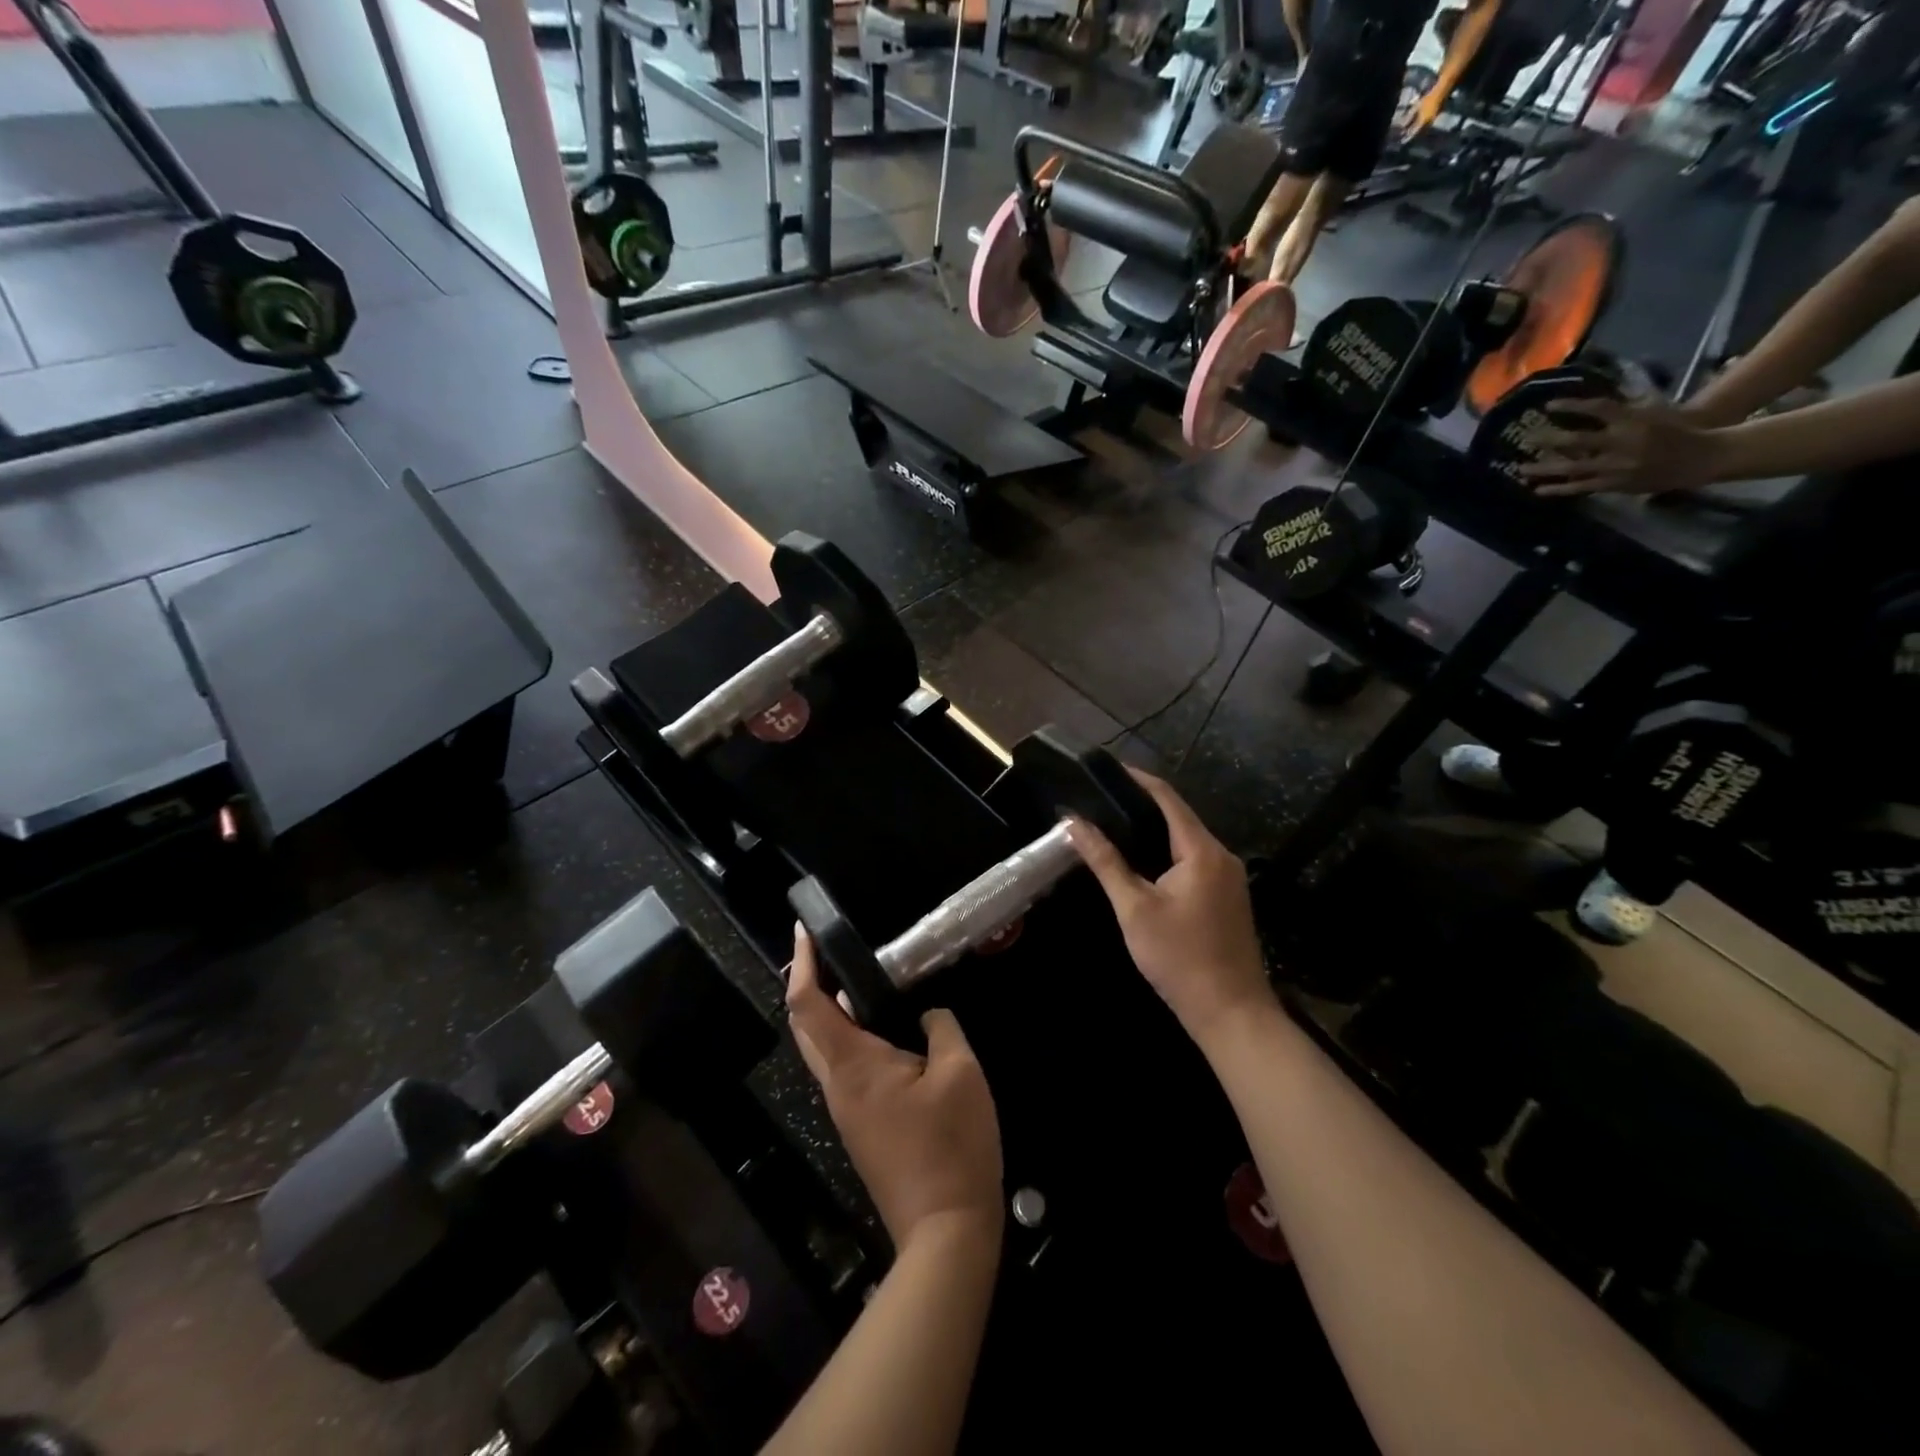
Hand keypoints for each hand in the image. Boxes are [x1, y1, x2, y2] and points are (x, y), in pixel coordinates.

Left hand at [786, 927, 1003, 1252]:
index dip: (804, 964)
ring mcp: (846, 1113)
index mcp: (853, 1066)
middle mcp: (837, 1087)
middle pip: (805, 1027)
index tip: (803, 931)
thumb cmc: (951, 1146)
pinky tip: (882, 1033)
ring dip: (828, 1013)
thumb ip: (941, 1029)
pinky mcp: (861, 1130)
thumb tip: (926, 1016)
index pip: (809, 1005)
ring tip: (857, 983)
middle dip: (808, 984)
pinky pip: (843, 1071)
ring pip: (822, 1051)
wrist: (944, 1233)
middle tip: (828, 951)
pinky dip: (848, 1038)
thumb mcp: (960, 1072)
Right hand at [1067, 770, 1270, 1043]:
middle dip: (1141, 804)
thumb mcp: (1134, 909)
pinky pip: (1194, 860)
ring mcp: (1229, 878)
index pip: (1168, 798)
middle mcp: (1221, 856)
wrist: (1232, 1014)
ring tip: (1113, 823)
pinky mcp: (1228, 897)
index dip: (1138, 779)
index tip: (1107, 768)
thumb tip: (1074, 824)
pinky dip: (1166, 852)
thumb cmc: (1180, 958)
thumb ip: (1105, 862)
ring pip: (1187, 840)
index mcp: (1202, 851)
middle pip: (1179, 816)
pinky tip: (1142, 860)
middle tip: (1101, 798)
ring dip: (1154, 829)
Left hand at [1520, 396, 1724, 496]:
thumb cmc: (1674, 428)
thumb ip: (1627, 399)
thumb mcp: (1654, 407)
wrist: (1700, 457)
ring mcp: (1616, 465)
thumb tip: (1608, 381)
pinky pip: (1580, 487)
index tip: (1549, 405)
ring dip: (1544, 468)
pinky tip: (1538, 489)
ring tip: (1520, 468)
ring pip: (1572, 467)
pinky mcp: (1614, 484)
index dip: (1572, 405)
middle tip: (1525, 438)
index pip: (1598, 408)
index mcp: (1633, 419)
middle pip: (1577, 439)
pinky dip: (1558, 489)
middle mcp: (1621, 442)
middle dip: (1549, 438)